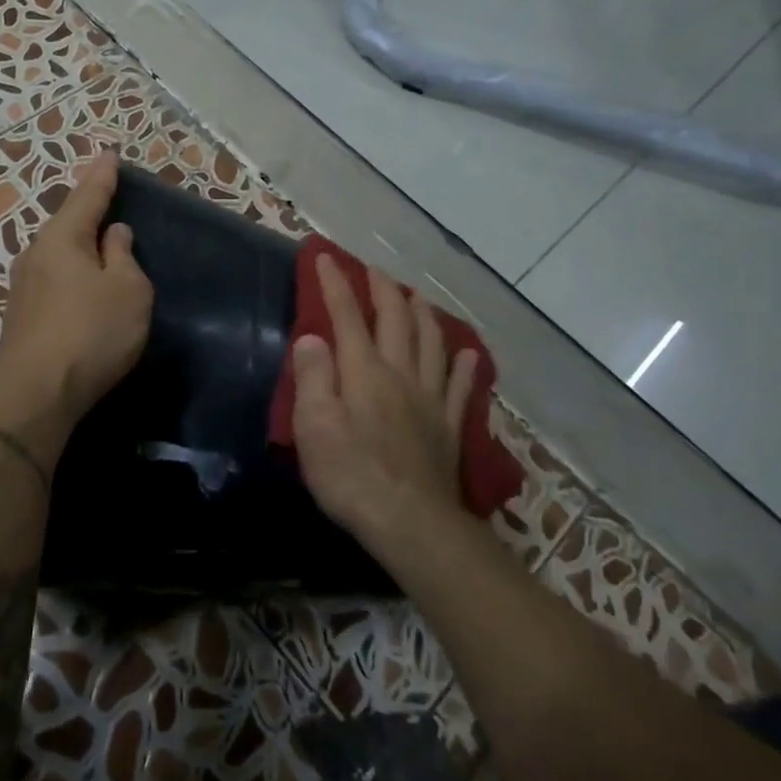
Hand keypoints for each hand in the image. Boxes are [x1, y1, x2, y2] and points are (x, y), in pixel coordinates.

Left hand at [0, 152, 153, 428]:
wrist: (35, 394)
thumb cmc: (91, 334)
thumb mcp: (128, 291)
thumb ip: (123, 257)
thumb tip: (114, 234)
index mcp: (63, 238)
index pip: (87, 196)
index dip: (103, 176)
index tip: (110, 155)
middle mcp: (36, 254)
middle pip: (68, 222)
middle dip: (88, 209)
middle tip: (108, 194)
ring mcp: (24, 285)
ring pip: (59, 252)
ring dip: (80, 244)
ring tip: (101, 240)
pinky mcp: (22, 314)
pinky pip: (54, 277)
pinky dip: (73, 270)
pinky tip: (83, 281)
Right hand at [292, 255, 480, 550]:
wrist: (410, 522)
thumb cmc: (351, 474)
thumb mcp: (314, 426)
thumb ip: (313, 376)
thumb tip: (313, 336)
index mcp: (364, 371)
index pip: (347, 316)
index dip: (335, 284)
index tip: (325, 257)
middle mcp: (400, 374)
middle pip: (395, 320)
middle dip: (383, 290)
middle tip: (374, 270)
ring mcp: (429, 399)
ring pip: (431, 343)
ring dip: (423, 314)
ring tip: (416, 296)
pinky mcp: (448, 426)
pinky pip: (460, 386)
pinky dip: (464, 365)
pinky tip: (468, 352)